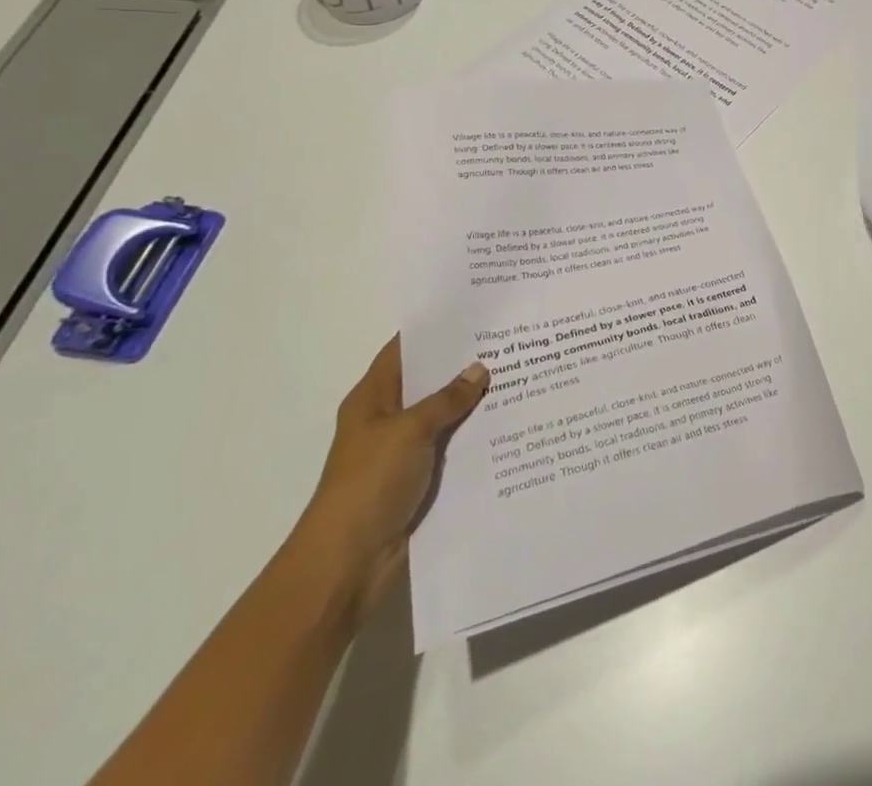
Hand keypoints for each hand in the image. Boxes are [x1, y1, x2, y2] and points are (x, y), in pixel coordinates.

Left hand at [289, 337, 487, 619]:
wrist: (349, 563)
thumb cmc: (369, 483)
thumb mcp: (410, 430)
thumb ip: (447, 398)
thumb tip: (480, 369)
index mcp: (373, 398)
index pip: (405, 349)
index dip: (435, 328)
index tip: (475, 309)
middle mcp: (389, 418)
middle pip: (430, 379)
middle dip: (465, 362)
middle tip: (511, 337)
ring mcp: (406, 449)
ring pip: (447, 413)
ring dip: (475, 400)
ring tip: (522, 371)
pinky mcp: (422, 477)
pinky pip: (454, 444)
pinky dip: (477, 433)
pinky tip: (512, 419)